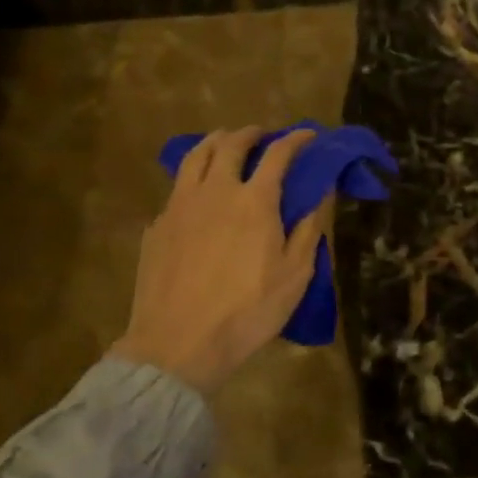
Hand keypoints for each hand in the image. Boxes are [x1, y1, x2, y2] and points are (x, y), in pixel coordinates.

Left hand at [112, 128, 326, 395]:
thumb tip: (320, 194)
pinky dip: (192, 179)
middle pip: (231, 145)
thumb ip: (308, 229)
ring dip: (215, 142)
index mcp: (254, 201)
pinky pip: (176, 188)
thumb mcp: (294, 275)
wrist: (178, 344)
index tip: (308, 134)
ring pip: (196, 156)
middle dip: (251, 133)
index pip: (278, 154)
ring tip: (225, 143)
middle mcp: (215, 191)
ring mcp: (180, 206)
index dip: (296, 139)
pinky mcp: (157, 226)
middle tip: (263, 135)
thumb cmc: (247, 311)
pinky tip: (196, 194)